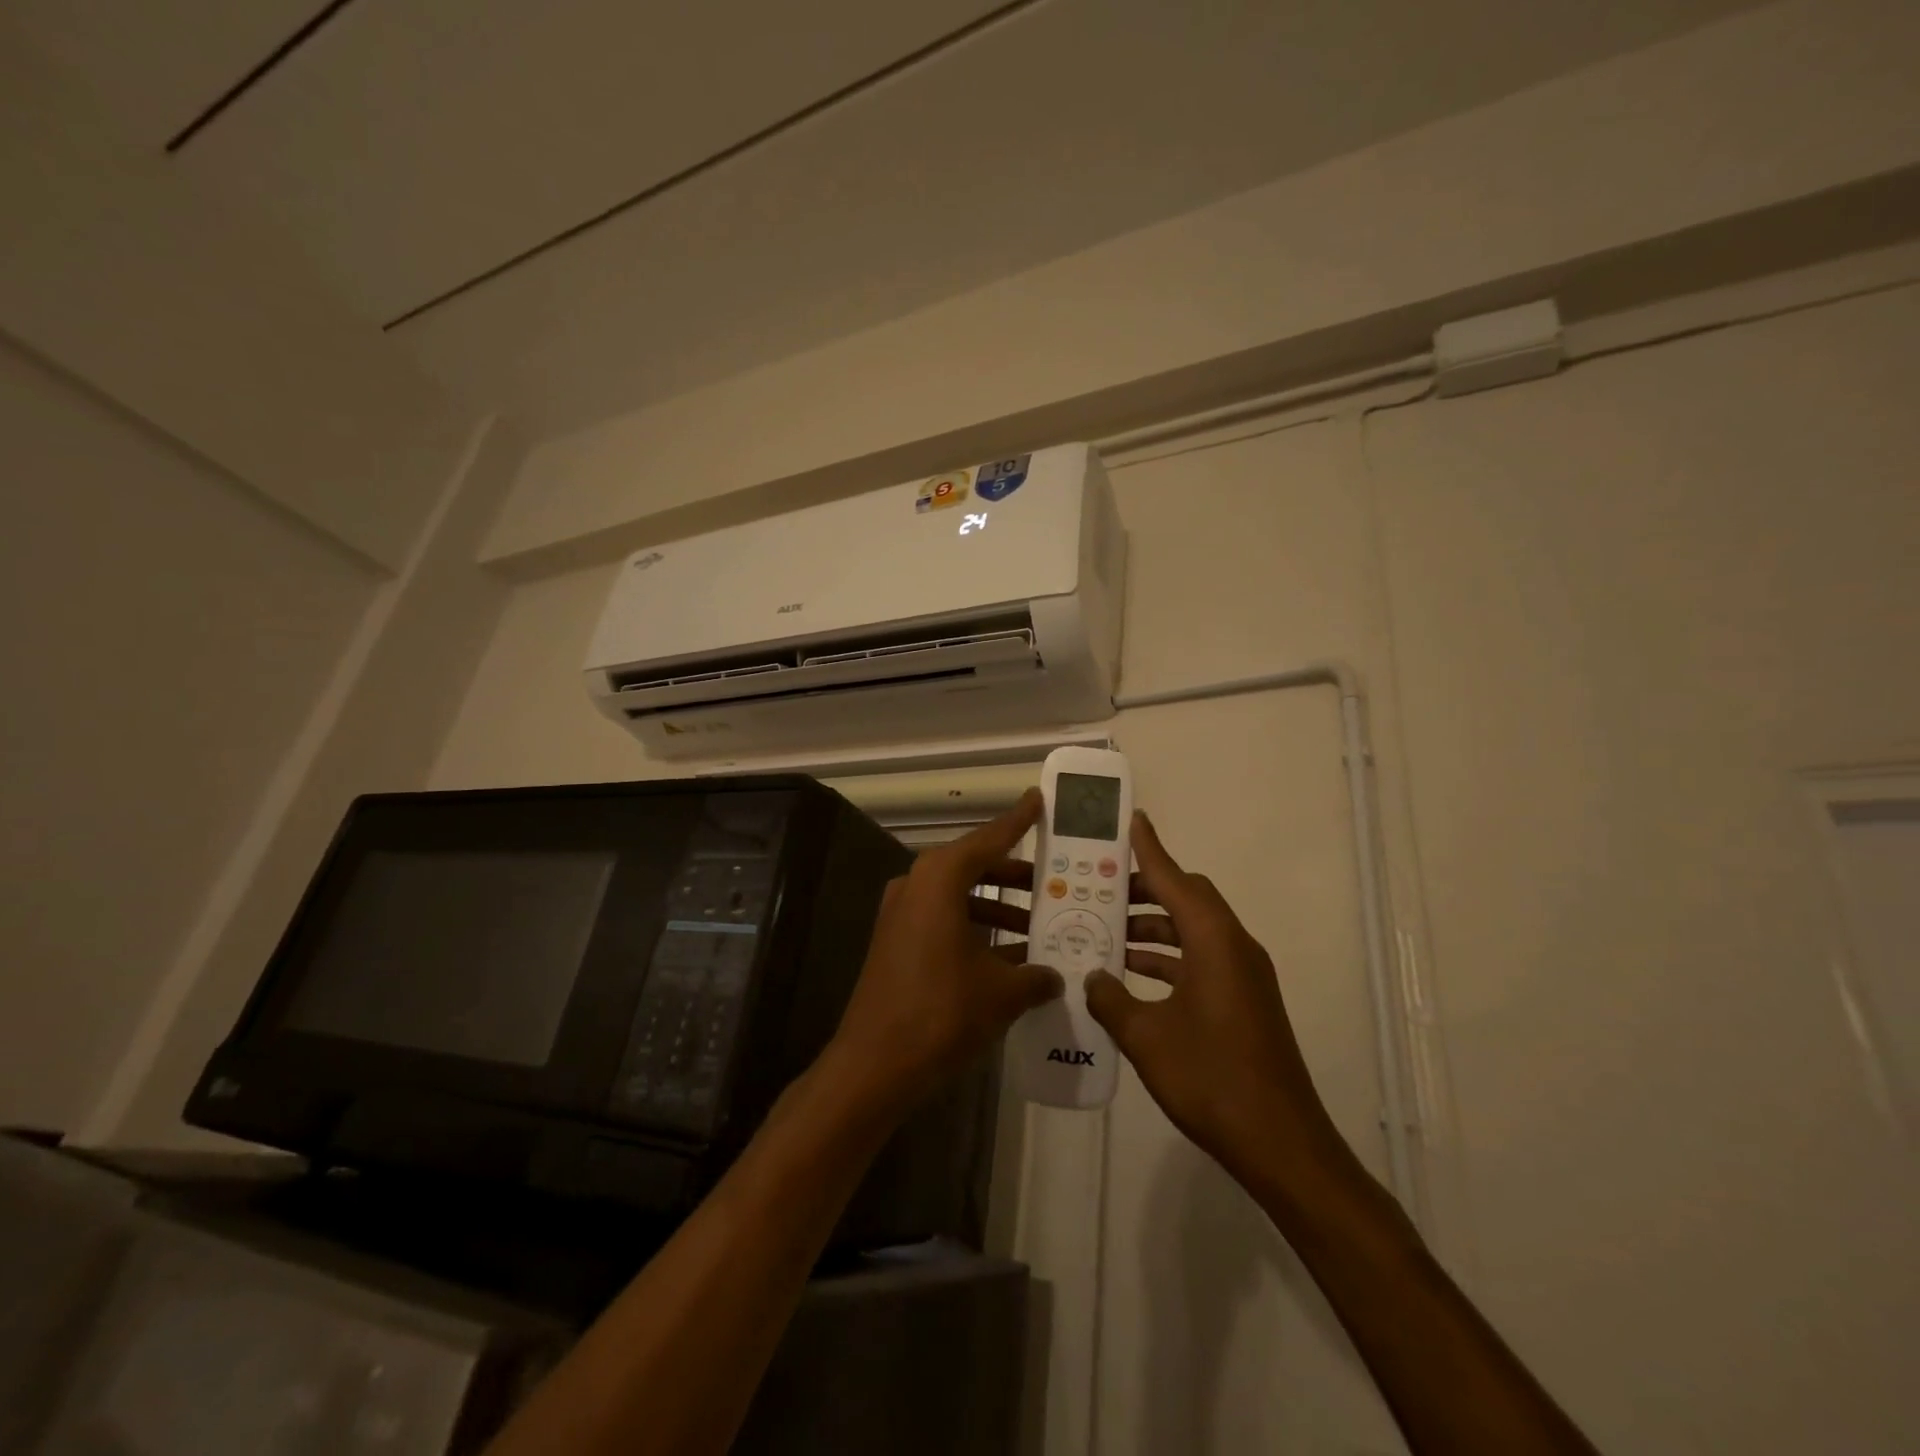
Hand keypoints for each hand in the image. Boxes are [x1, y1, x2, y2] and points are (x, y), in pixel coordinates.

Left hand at [827, 790, 1061, 1110]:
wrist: (874, 1063)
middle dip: (1015, 876)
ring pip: (960, 897)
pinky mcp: (896, 942)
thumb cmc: (941, 1012)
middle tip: (1053, 882)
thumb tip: (1054, 976)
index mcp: (940, 879)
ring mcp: (901, 914)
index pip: (988, 839)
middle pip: (974, 867)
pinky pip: (945, 921)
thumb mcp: (1001, 993)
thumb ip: (1035, 977)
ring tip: (1040, 926)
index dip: (1018, 821)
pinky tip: (1010, 958)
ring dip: (998, 909)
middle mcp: (916, 885)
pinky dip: (976, 930)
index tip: (1038, 799)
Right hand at [1092, 813, 1349, 1189]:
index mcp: (1215, 943)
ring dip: (1153, 927)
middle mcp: (1234, 948)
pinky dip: (1168, 957)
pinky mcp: (1244, 1001)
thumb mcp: (1146, 1038)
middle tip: (1101, 885)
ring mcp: (1243, 976)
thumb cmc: (1212, 1080)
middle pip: (1188, 899)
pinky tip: (1132, 974)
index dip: (1149, 850)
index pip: (1176, 880)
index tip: (1130, 820)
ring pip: (1193, 931)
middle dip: (1145, 889)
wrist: (1282, 1144)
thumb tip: (1092, 976)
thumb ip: (1111, 999)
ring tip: (1106, 929)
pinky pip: (1200, 958)